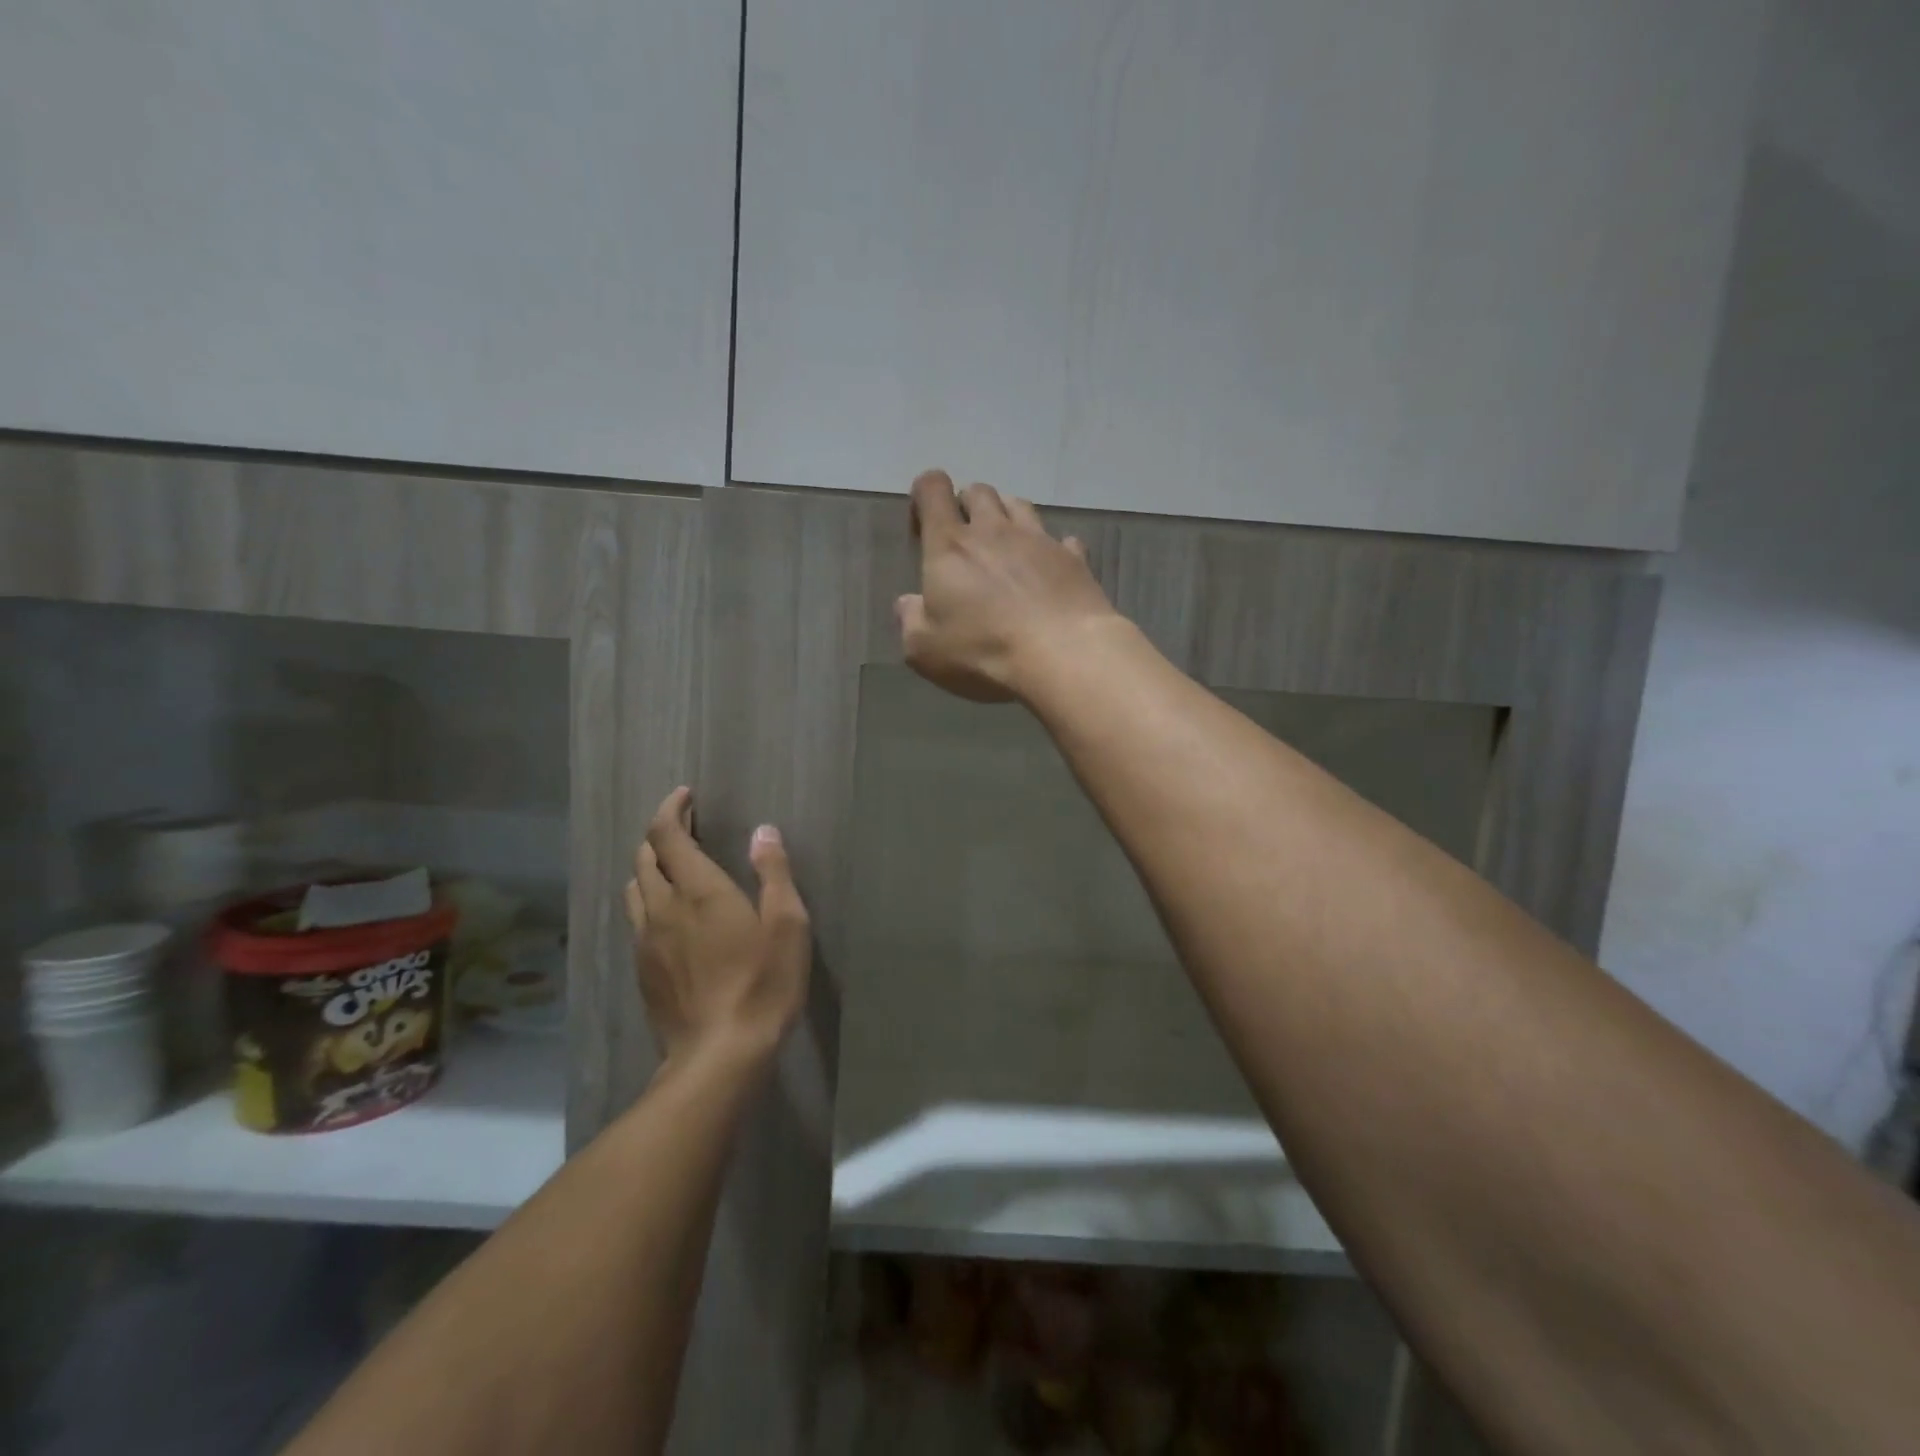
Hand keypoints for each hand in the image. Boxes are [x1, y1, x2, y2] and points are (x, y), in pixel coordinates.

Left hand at [623, 786, 810, 1071]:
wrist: (719, 1055)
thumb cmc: (762, 984)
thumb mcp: (787, 924)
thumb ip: (773, 872)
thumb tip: (763, 831)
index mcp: (698, 890)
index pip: (668, 835)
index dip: (671, 809)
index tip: (685, 796)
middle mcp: (662, 908)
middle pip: (645, 857)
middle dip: (661, 834)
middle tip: (686, 828)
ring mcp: (646, 941)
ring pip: (635, 888)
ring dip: (650, 867)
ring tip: (675, 867)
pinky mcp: (642, 970)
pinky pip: (637, 920)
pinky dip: (649, 901)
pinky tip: (670, 916)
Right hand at [897, 470, 1121, 702]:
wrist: (1064, 655)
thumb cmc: (984, 652)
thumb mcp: (925, 650)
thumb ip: (910, 621)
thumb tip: (908, 603)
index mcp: (950, 546)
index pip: (933, 489)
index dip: (925, 495)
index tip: (923, 525)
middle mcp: (994, 530)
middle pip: (979, 492)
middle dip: (967, 506)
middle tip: (965, 541)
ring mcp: (1039, 540)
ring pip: (1019, 506)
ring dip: (1007, 517)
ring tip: (1005, 548)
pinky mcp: (1075, 559)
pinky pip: (1062, 540)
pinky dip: (1052, 550)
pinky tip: (1049, 572)